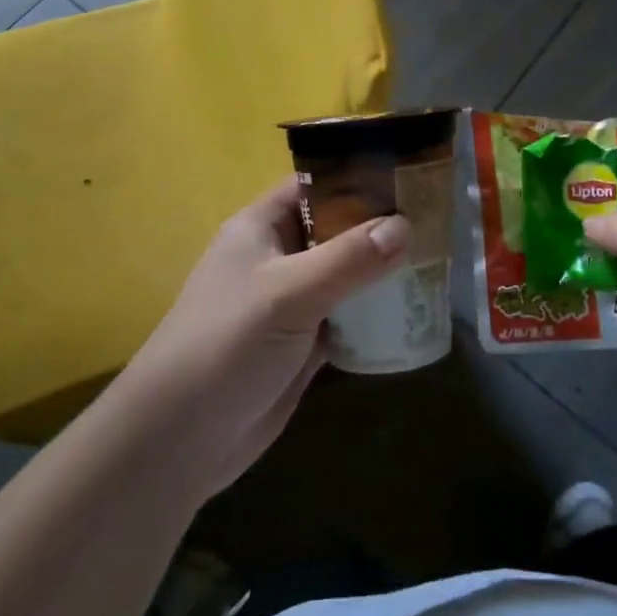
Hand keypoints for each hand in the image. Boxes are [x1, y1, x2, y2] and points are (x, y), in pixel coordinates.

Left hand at [117, 179, 408, 497]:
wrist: (180, 439)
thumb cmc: (227, 342)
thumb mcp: (288, 291)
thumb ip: (348, 258)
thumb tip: (405, 225)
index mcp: (261, 227)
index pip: (313, 186)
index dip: (355, 177)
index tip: (406, 176)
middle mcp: (277, 258)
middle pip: (335, 231)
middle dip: (378, 228)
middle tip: (435, 221)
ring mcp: (290, 304)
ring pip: (345, 276)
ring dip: (381, 273)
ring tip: (435, 261)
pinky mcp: (302, 345)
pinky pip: (346, 319)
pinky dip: (374, 317)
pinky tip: (412, 313)